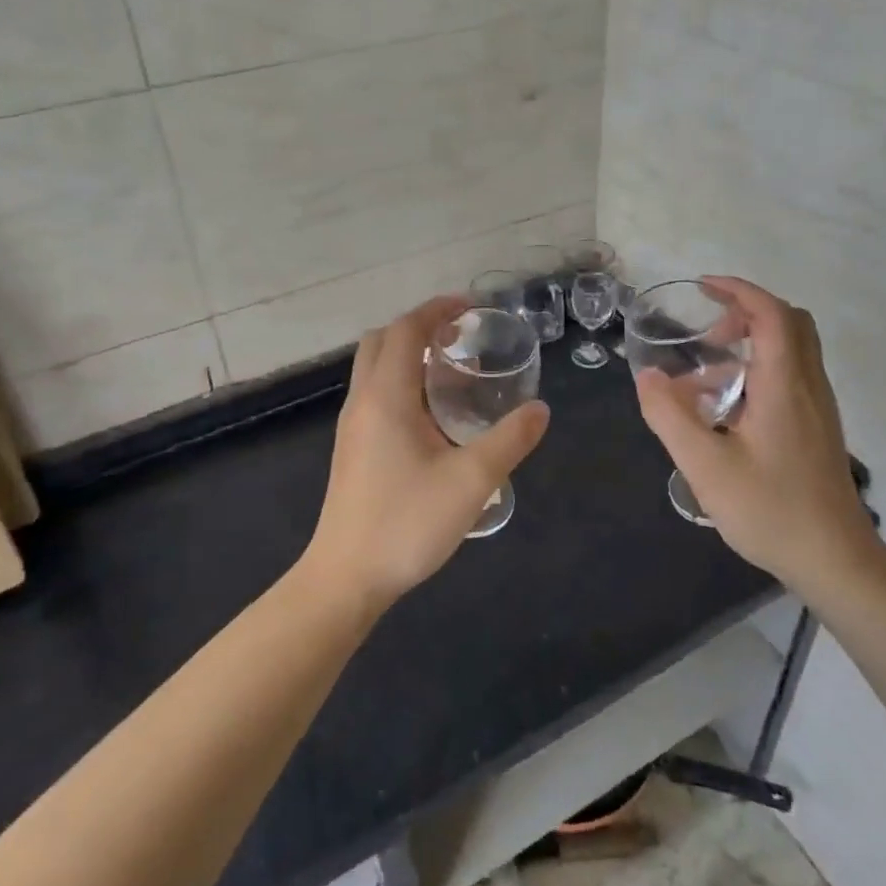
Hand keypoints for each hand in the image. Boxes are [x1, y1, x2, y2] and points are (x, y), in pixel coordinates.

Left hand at [303, 296, 550, 611]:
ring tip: (452, 369)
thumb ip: (509, 441)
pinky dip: (401, 381)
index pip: (405, 330)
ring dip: (408, 354)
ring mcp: (352, 426)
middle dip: (419, 326)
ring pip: (374, 368)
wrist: (346, 578)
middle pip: (382, 341)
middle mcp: (362, 401)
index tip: (470, 307)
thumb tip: (540, 410)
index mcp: (386, 396)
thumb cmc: (406, 523)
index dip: (436, 310)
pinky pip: (375, 394)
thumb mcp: (471, 481)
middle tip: (460, 335)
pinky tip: (432, 414)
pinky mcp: (352, 449)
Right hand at [633, 277, 880, 596]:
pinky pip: (790, 378)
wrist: (834, 560)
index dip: (738, 291)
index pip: (771, 314)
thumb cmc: (770, 510)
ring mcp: (818, 408)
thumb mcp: (705, 466)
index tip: (703, 287)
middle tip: (707, 333)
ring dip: (749, 346)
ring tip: (702, 382)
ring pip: (791, 351)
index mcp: (785, 385)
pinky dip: (757, 373)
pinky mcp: (817, 428)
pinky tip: (725, 414)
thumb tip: (647, 377)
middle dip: (746, 313)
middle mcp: (808, 386)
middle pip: (789, 322)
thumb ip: (670, 417)